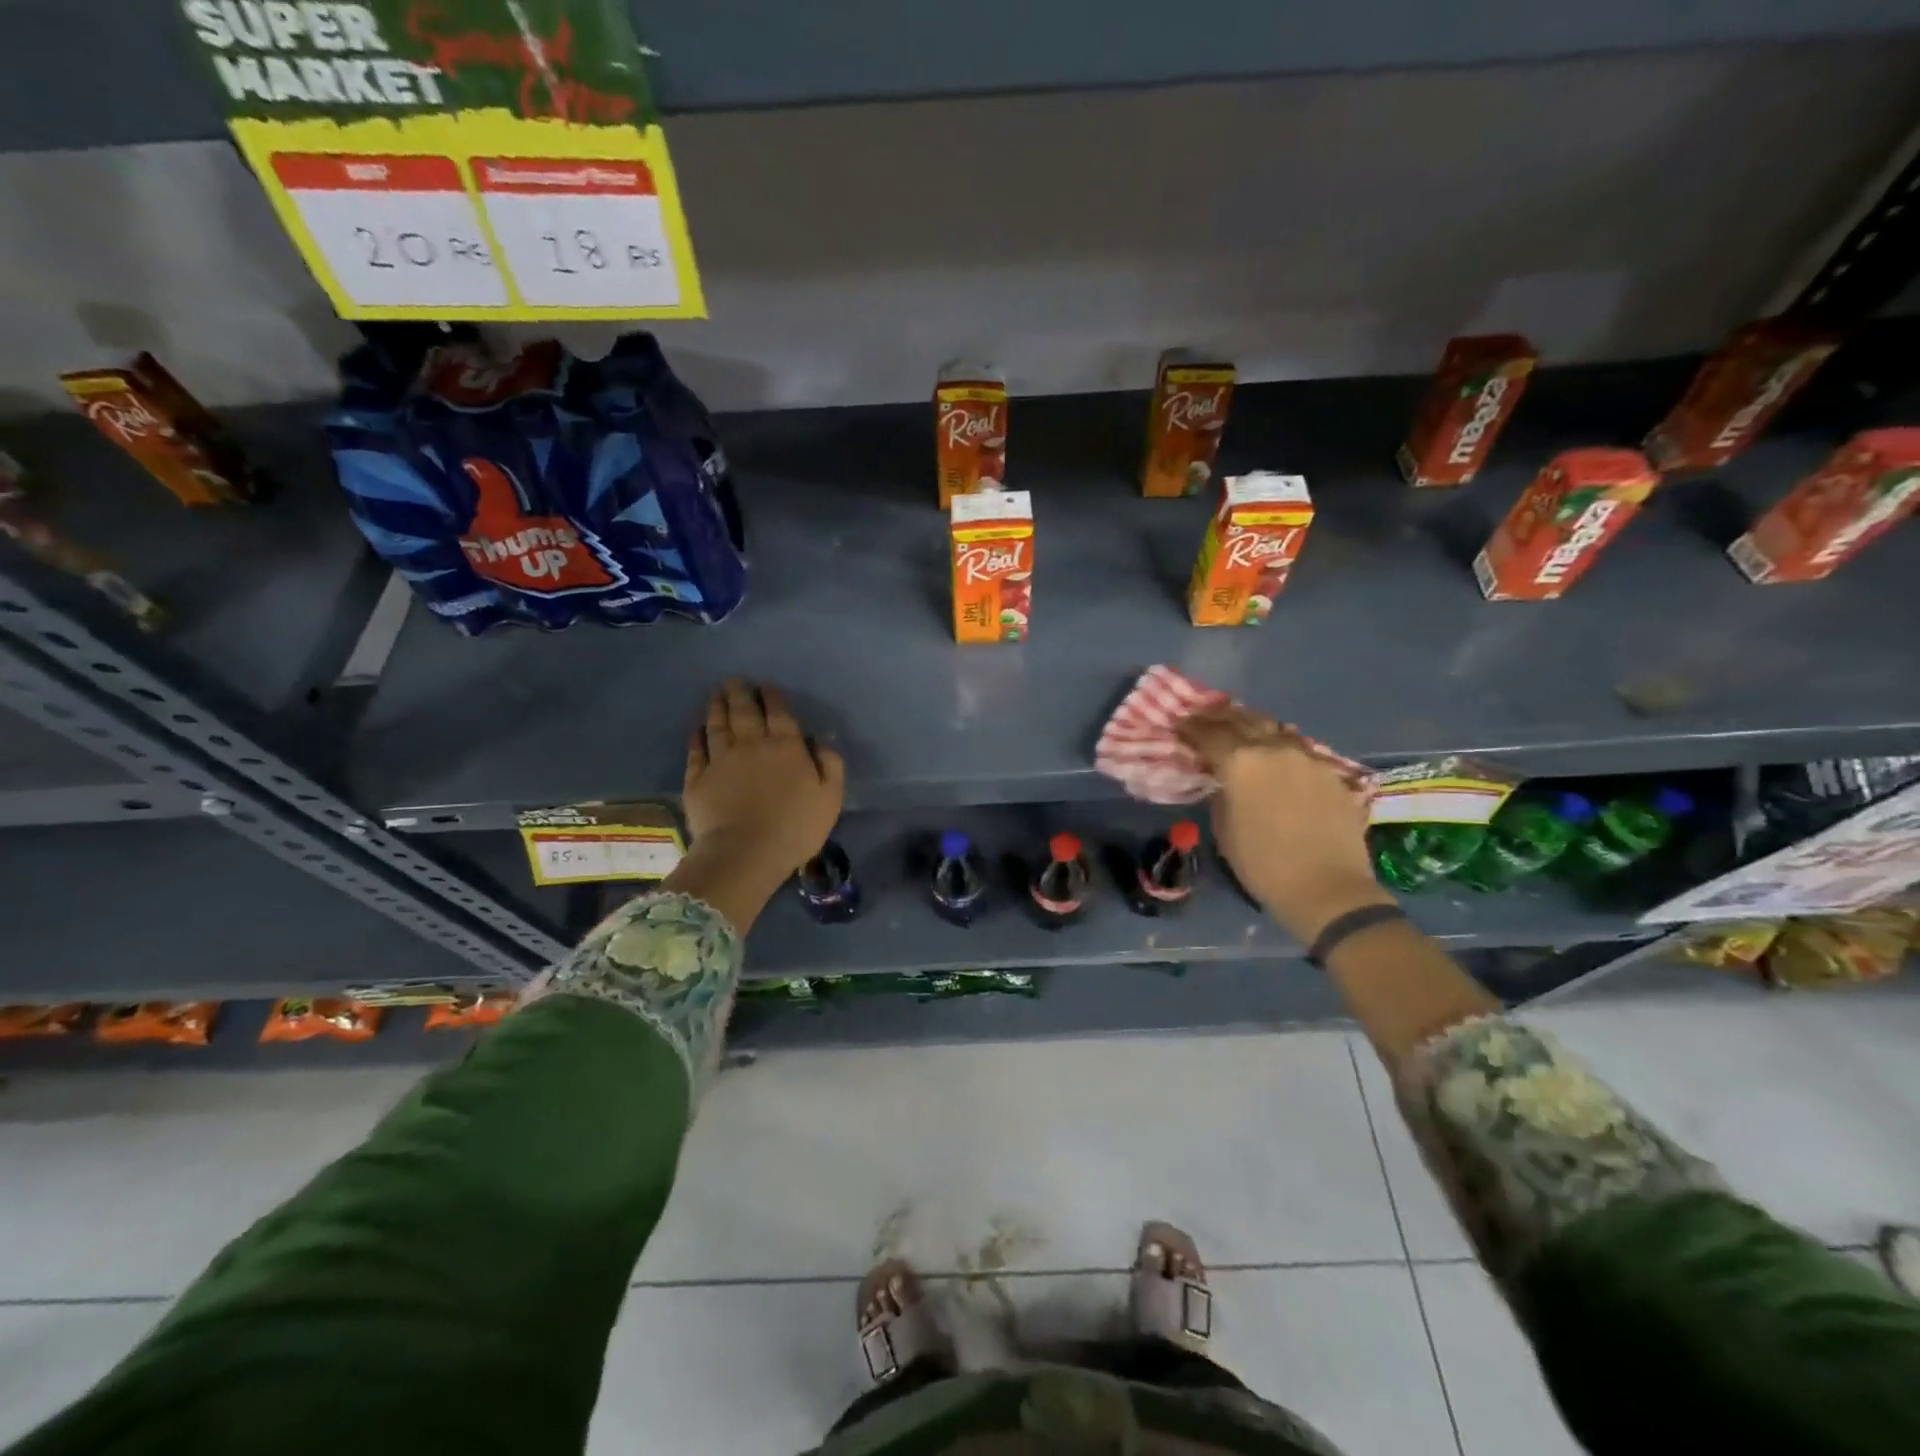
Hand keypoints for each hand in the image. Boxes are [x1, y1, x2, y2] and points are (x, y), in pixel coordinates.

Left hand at [684, 679, 844, 878]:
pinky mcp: (698, 778)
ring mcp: (721, 759)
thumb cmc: (796, 827)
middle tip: (735, 681)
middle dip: (740, 692)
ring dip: (717, 707)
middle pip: (743, 711)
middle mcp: (751, 744)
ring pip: (718, 725)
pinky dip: (697, 736)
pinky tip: (697, 729)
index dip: (772, 696)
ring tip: (716, 694)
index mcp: (786, 746)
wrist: (746, 852)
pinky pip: (696, 750)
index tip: (766, 686)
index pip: (778, 712)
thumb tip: (821, 738)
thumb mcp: (830, 796)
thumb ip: (830, 763)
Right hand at [1176, 705, 1391, 944]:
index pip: (1208, 733)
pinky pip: (1301, 750)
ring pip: (1276, 729)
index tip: (1179, 726)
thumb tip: (1225, 781)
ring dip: (1254, 726)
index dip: (1190, 728)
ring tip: (1241, 729)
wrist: (1328, 888)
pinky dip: (1282, 747)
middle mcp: (1274, 749)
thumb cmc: (1263, 865)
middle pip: (1243, 719)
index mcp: (1240, 762)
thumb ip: (1221, 794)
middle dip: (1220, 717)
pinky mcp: (1332, 773)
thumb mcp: (1224, 828)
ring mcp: (1308, 757)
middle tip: (1205, 718)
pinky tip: (1277, 757)